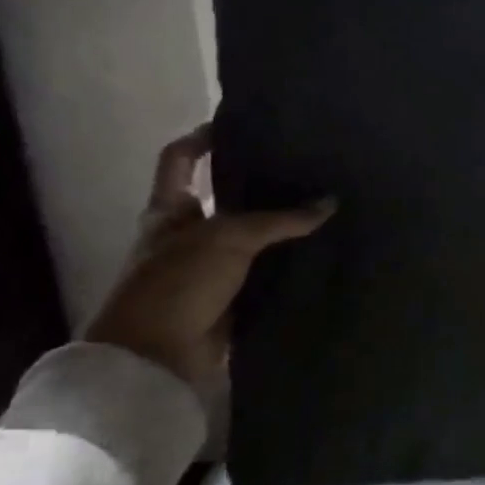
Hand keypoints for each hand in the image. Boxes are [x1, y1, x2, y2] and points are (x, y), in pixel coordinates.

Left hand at [85, 125, 333, 395]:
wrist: (155, 361)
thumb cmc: (177, 283)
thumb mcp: (229, 238)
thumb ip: (280, 219)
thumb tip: (330, 203)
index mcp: (169, 209)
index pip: (179, 158)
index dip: (202, 137)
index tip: (239, 124)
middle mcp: (185, 234)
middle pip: (221, 195)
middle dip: (256, 182)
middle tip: (300, 165)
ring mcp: (205, 268)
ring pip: (247, 236)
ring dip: (277, 226)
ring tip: (319, 204)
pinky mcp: (225, 298)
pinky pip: (260, 272)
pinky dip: (283, 264)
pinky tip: (316, 251)